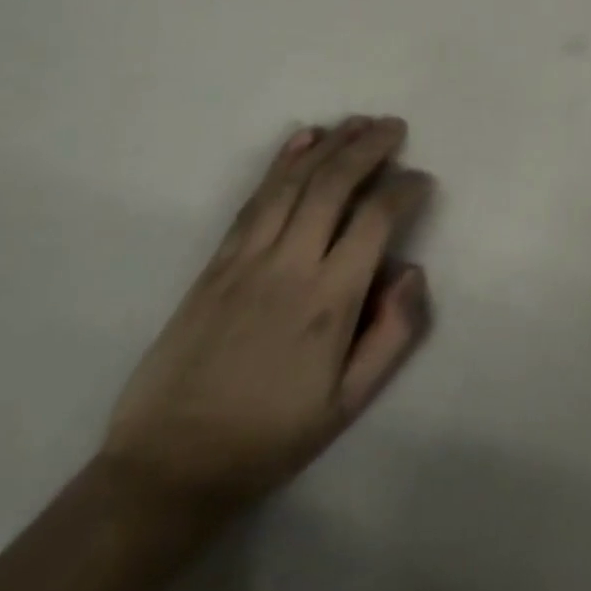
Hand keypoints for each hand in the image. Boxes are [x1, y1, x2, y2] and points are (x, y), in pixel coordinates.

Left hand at [100, 116, 431, 514]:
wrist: (167, 468)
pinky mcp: (215, 264)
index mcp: (329, 301)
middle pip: (333, 185)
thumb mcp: (350, 403)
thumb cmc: (271, 437)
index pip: (376, 219)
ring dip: (329, 145)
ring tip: (358, 122)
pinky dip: (280, 164)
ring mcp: (246, 261)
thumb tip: (411, 271)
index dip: (405, 189)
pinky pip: (253, 201)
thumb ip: (393, 334)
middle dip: (368, 147)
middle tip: (394, 126)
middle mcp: (289, 267)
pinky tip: (302, 140)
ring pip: (293, 183)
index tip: (422, 181)